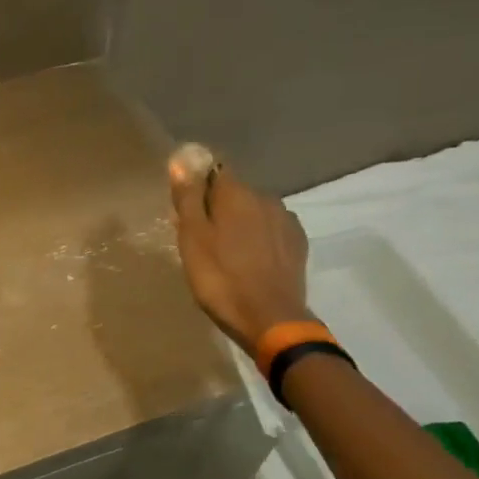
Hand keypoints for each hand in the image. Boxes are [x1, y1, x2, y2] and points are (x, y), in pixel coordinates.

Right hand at [169, 152, 309, 356]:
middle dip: (218, 207)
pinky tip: (251, 260)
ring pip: (254, 212)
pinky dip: (259, 238)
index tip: (186, 207)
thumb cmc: (220, 278)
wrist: (270, 319)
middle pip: (235, 193)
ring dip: (240, 223)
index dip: (198, 184)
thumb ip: (188, 198)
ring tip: (226, 252)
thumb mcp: (192, 239)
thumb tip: (181, 160)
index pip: (214, 170)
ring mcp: (285, 220)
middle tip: (201, 237)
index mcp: (236, 193)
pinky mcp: (298, 243)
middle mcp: (265, 197)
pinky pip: (271, 230)